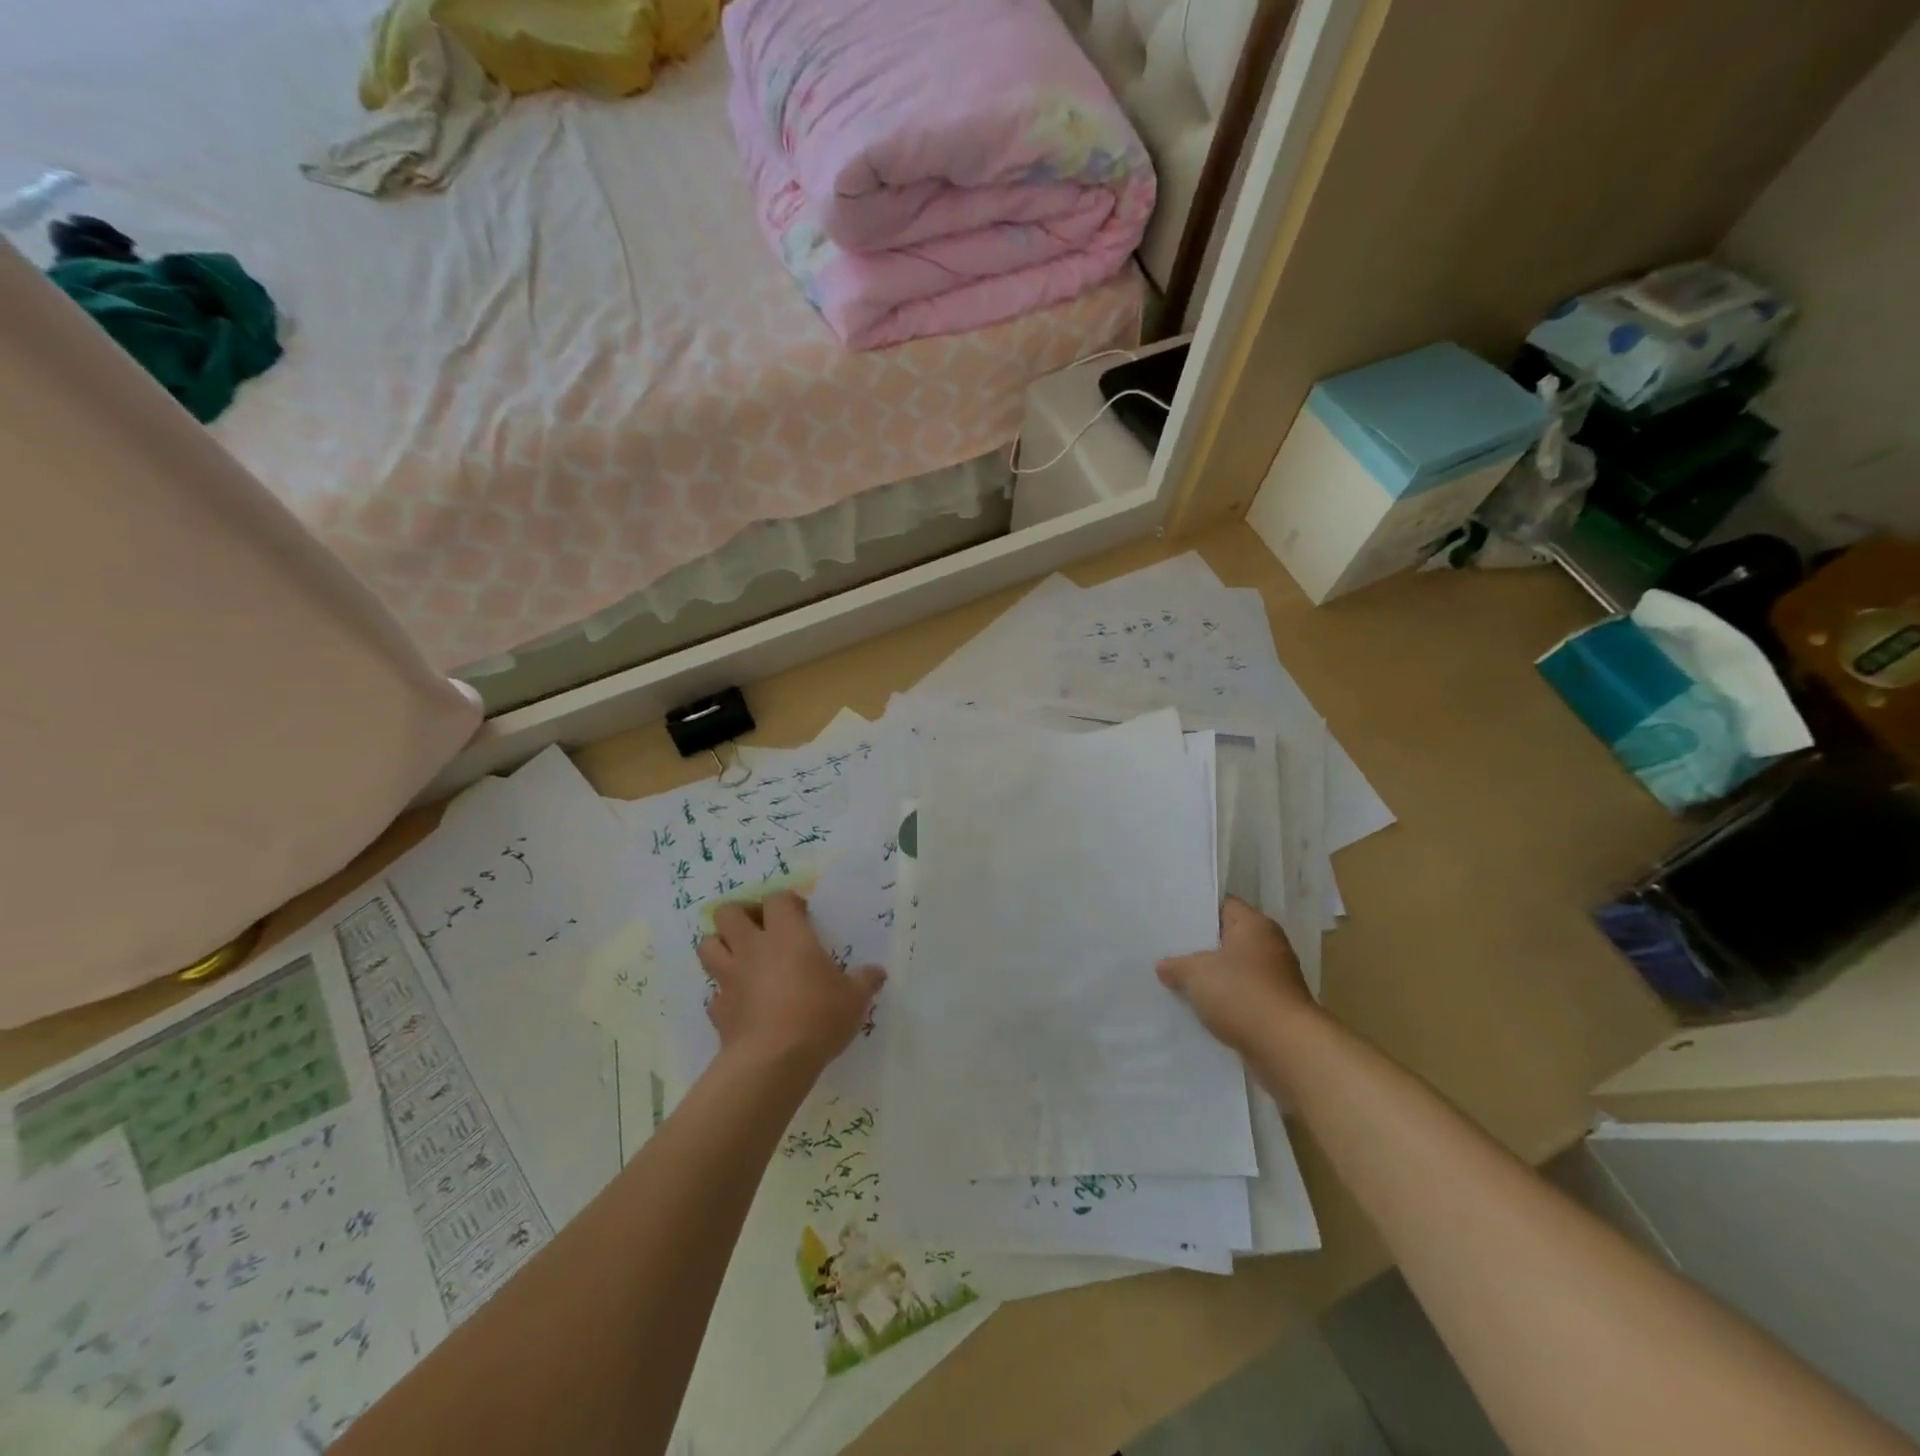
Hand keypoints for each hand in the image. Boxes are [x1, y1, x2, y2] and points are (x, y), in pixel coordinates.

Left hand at [697, 892, 884, 1075]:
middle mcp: (752, 948)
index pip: (776, 898)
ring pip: (707, 946)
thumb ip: (865, 981)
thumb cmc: (818, 1016)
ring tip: (741, 957)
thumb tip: (878, 972)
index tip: (801, 915)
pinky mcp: (718, 1010)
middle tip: (761, 929)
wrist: (773, 1062)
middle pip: (727, 912)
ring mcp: (730, 979)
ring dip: (720, 946)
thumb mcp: (854, 998)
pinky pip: (714, 993)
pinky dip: (724, 994)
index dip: (786, 902)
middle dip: (740, 914)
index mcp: (786, 935)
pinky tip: (741, 1003)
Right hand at [1157, 896, 1317, 1054]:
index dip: (1198, 909)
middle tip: (1167, 948)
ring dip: (1211, 977)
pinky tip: (1197, 1007)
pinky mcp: (1274, 1009)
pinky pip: (1241, 997)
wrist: (1286, 1048)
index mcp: (1255, 925)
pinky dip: (1223, 1001)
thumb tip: (1163, 967)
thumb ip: (1176, 965)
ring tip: (1175, 979)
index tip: (1172, 916)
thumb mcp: (1196, 973)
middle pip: (1228, 938)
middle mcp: (1269, 946)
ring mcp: (1275, 979)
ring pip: (1233, 970)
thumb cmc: (1241, 994)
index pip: (1224, 905)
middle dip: (1200, 946)